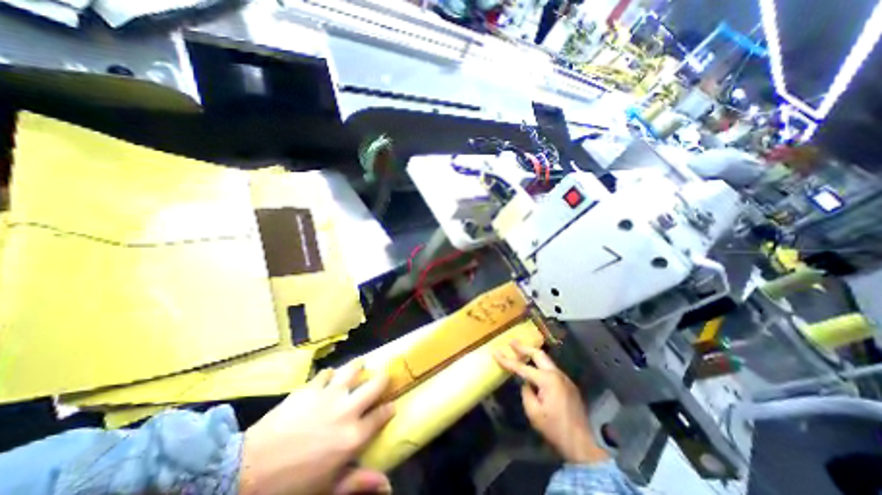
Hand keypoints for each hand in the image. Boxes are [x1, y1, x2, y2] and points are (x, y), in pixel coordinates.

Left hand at [240, 360, 393, 494]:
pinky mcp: (310, 388)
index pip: (381, 415)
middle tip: (384, 377)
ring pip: (352, 370)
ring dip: (359, 367)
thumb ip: (359, 482)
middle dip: (383, 379)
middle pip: (374, 385)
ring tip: (361, 364)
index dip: (389, 409)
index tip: (392, 405)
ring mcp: (329, 395)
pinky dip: (329, 374)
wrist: (246, 473)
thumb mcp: (328, 489)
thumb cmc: (292, 487)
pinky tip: (329, 376)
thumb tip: (388, 486)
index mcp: (353, 436)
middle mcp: (347, 410)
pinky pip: (325, 374)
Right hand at [494, 342, 610, 465]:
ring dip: (532, 355)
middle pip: (538, 354)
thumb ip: (526, 393)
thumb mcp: (533, 413)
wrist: (581, 444)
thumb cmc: (555, 429)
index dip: (507, 360)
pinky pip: (551, 370)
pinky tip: (535, 370)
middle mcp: (557, 374)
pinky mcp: (569, 385)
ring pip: (546, 360)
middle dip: (524, 347)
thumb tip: (526, 383)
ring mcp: (565, 378)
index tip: (495, 352)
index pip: (522, 367)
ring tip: (521, 353)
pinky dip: (540, 366)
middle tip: (512, 342)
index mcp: (547, 380)